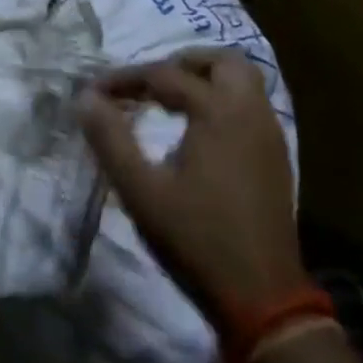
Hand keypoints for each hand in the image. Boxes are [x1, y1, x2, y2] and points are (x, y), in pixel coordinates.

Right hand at [79, 51, 305, 316]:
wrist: (263, 300)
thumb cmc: (196, 239)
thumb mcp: (140, 190)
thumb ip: (110, 138)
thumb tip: (86, 97)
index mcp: (218, 111)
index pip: (164, 75)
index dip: (125, 79)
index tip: (94, 92)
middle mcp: (250, 112)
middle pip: (222, 62)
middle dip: (182, 63)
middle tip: (149, 82)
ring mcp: (270, 136)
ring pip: (243, 82)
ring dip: (206, 80)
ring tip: (170, 101)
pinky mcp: (276, 159)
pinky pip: (250, 108)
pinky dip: (223, 102)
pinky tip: (198, 132)